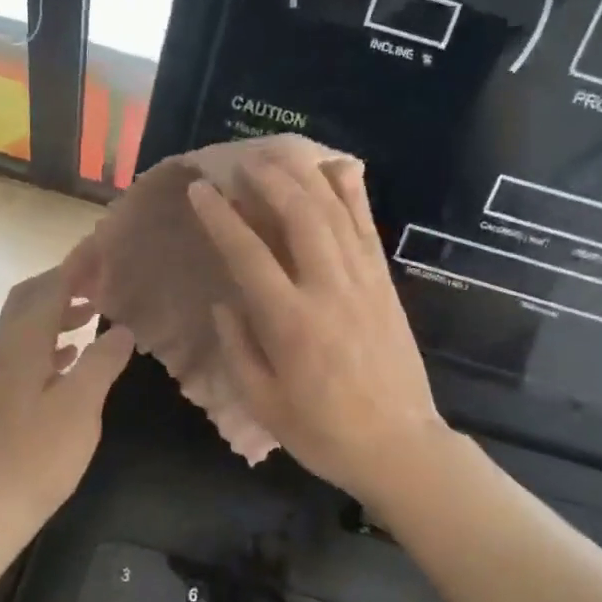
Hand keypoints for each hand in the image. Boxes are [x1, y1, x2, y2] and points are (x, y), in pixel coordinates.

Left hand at [0, 259, 136, 538]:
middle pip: (31, 296)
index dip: (77, 264)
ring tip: (96, 308)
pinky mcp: (7, 391)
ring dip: (59, 306)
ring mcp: (4, 370)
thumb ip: (102, 361)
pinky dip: (54, 335)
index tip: (103, 243)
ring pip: (29, 321)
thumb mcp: (82, 405)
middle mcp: (8, 348)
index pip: (52, 288)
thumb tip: (122, 329)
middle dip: (64, 279)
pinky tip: (76, 350)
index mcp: (24, 344)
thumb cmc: (42, 454)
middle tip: (101, 275)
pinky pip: (30, 346)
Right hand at [187, 158, 446, 502]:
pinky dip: (353, 196)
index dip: (221, 218)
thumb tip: (225, 303)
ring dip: (305, 178)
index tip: (202, 190)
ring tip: (280, 155)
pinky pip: (368, 231)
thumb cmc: (323, 433)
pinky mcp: (386, 286)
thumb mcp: (264, 403)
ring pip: (335, 214)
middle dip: (268, 180)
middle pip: (299, 216)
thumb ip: (239, 348)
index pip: (248, 255)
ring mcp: (364, 284)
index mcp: (291, 323)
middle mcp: (329, 290)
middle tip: (243, 160)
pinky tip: (340, 170)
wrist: (399, 446)